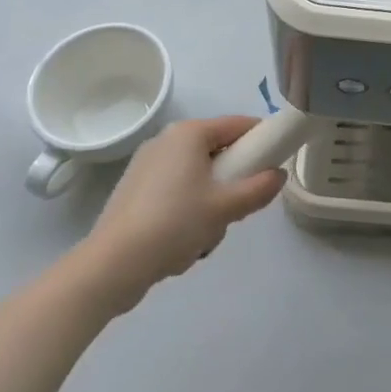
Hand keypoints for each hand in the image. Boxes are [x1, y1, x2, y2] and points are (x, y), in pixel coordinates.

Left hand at [85, 116, 285, 293]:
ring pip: (197, 176)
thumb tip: (279, 175)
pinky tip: (180, 243)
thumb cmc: (174, 224)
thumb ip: (259, 189)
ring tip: (203, 235)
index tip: (275, 164)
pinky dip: (185, 211)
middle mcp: (167, 140)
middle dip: (231, 182)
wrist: (111, 266)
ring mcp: (146, 164)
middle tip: (235, 210)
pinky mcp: (134, 190)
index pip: (238, 125)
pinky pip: (175, 191)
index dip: (261, 140)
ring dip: (208, 203)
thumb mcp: (226, 208)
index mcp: (189, 133)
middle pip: (217, 152)